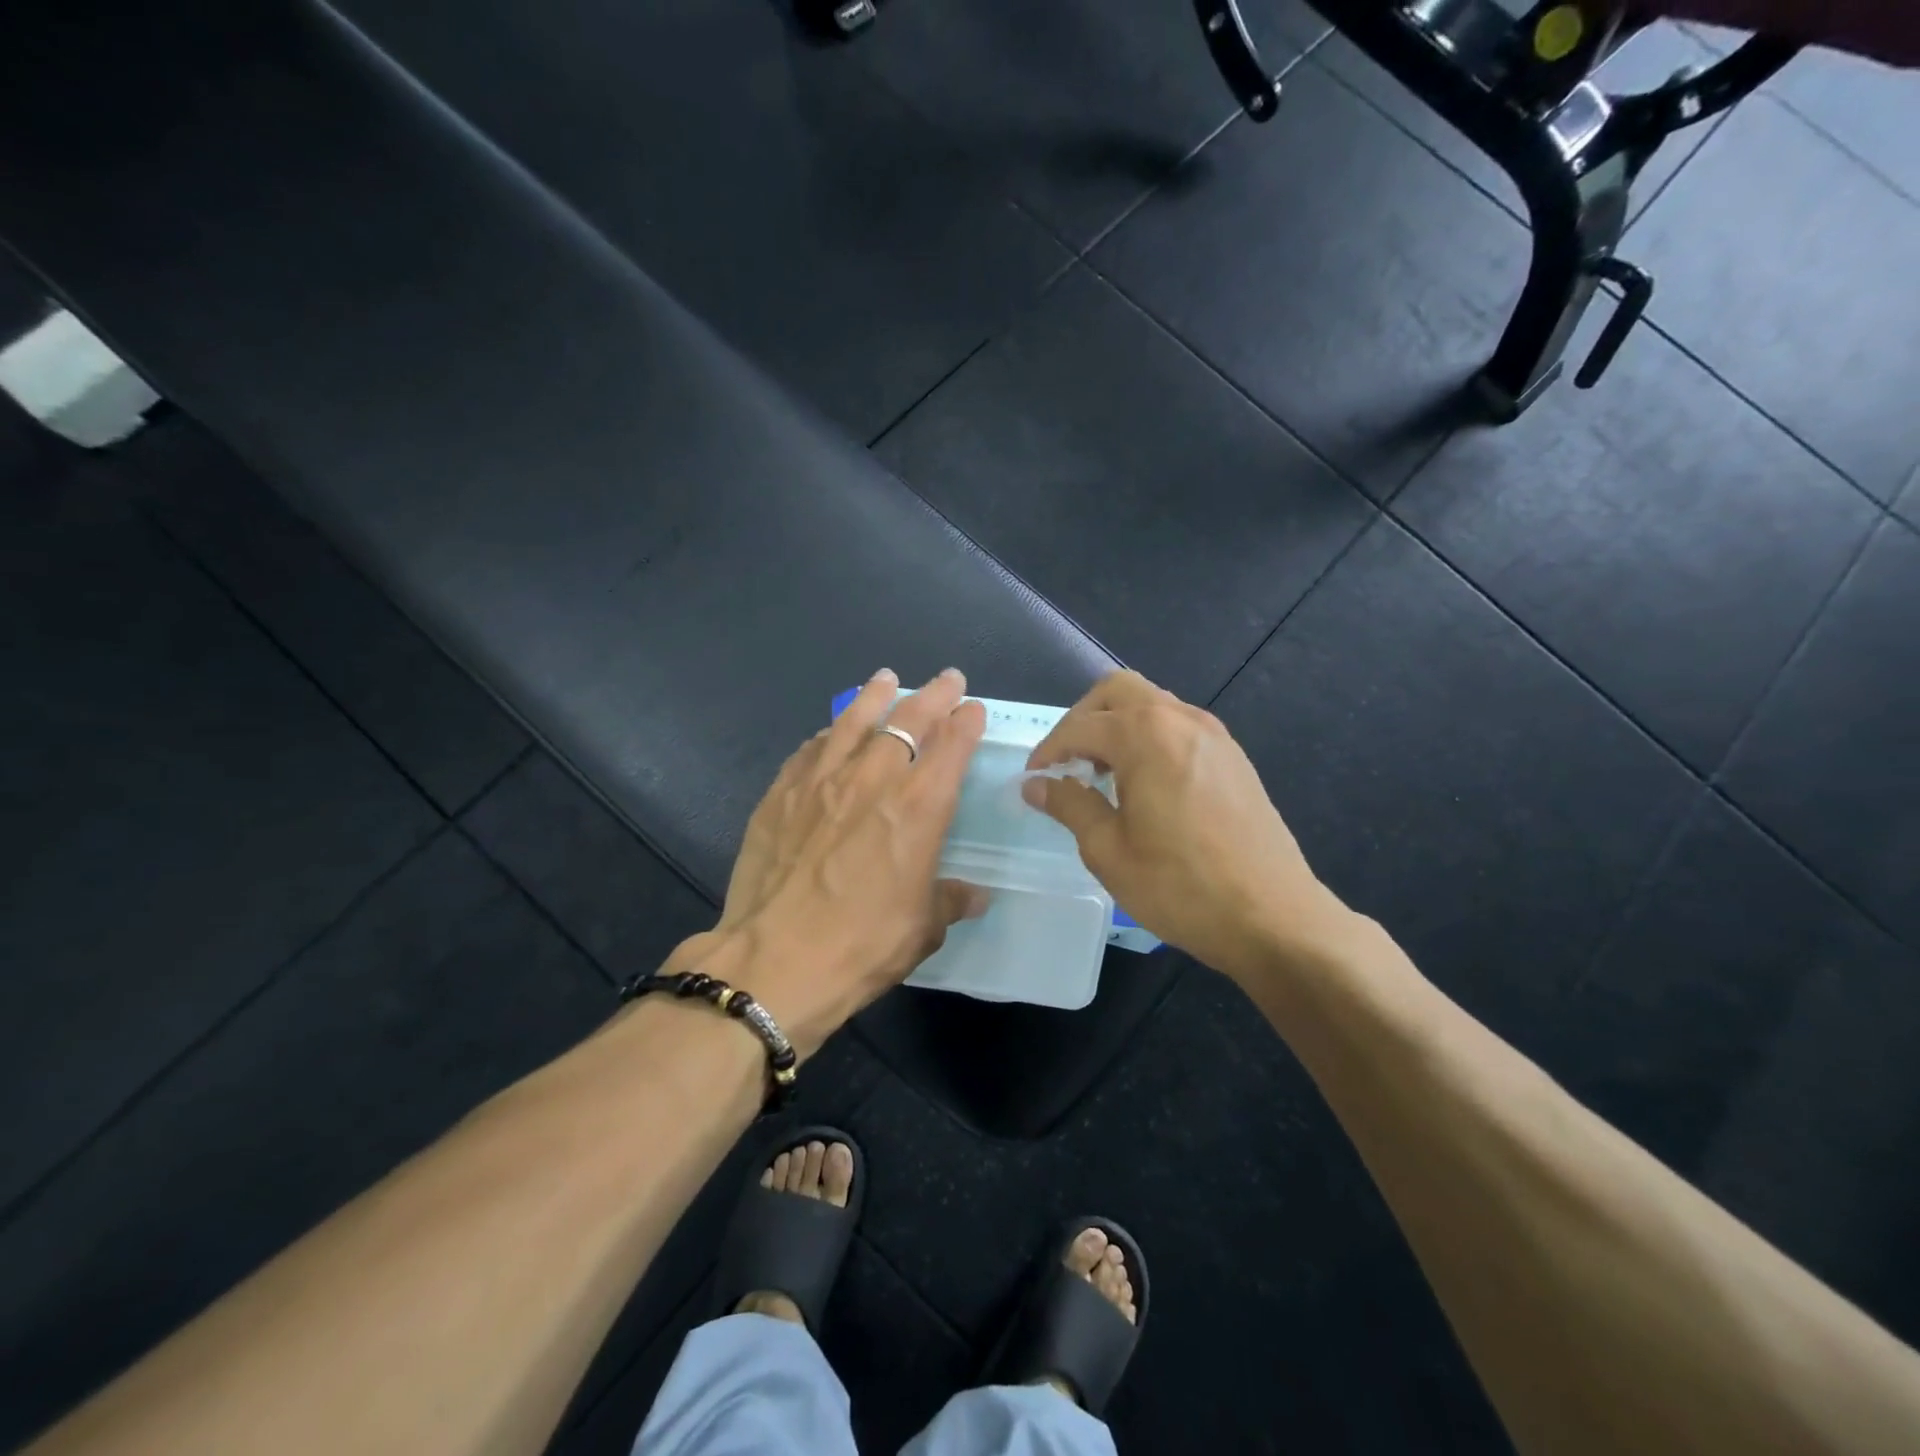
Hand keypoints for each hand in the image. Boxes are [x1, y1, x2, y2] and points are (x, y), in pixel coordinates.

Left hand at [680, 667, 988, 1058]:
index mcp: (917, 808)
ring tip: (885, 679)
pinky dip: (828, 736)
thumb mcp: (922, 930)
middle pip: (908, 720)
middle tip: (947, 679)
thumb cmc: (860, 946)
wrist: (773, 961)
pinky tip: (829, 734)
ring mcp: (821, 780)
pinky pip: (810, 749)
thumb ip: (950, 900)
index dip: (966, 723)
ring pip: (854, 721)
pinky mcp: (780, 793)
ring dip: (875, 696)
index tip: (973, 709)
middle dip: (933, 696)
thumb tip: (975, 894)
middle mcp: (872, 780)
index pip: (950, 747)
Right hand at [1023, 670, 1344, 978]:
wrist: (1274, 917)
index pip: (1080, 726)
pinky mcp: (1234, 757)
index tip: (1033, 779)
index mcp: (1145, 735)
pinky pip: (1179, 727)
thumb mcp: (1108, 849)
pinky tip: (1145, 785)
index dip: (1049, 750)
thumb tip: (1036, 784)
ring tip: (1102, 774)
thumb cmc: (1180, 886)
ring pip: (1152, 705)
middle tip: (1067, 762)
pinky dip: (1150, 739)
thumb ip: (1069, 804)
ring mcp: (1214, 735)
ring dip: (1118, 726)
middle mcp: (1181, 719)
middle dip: (1083, 719)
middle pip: (1118, 692)